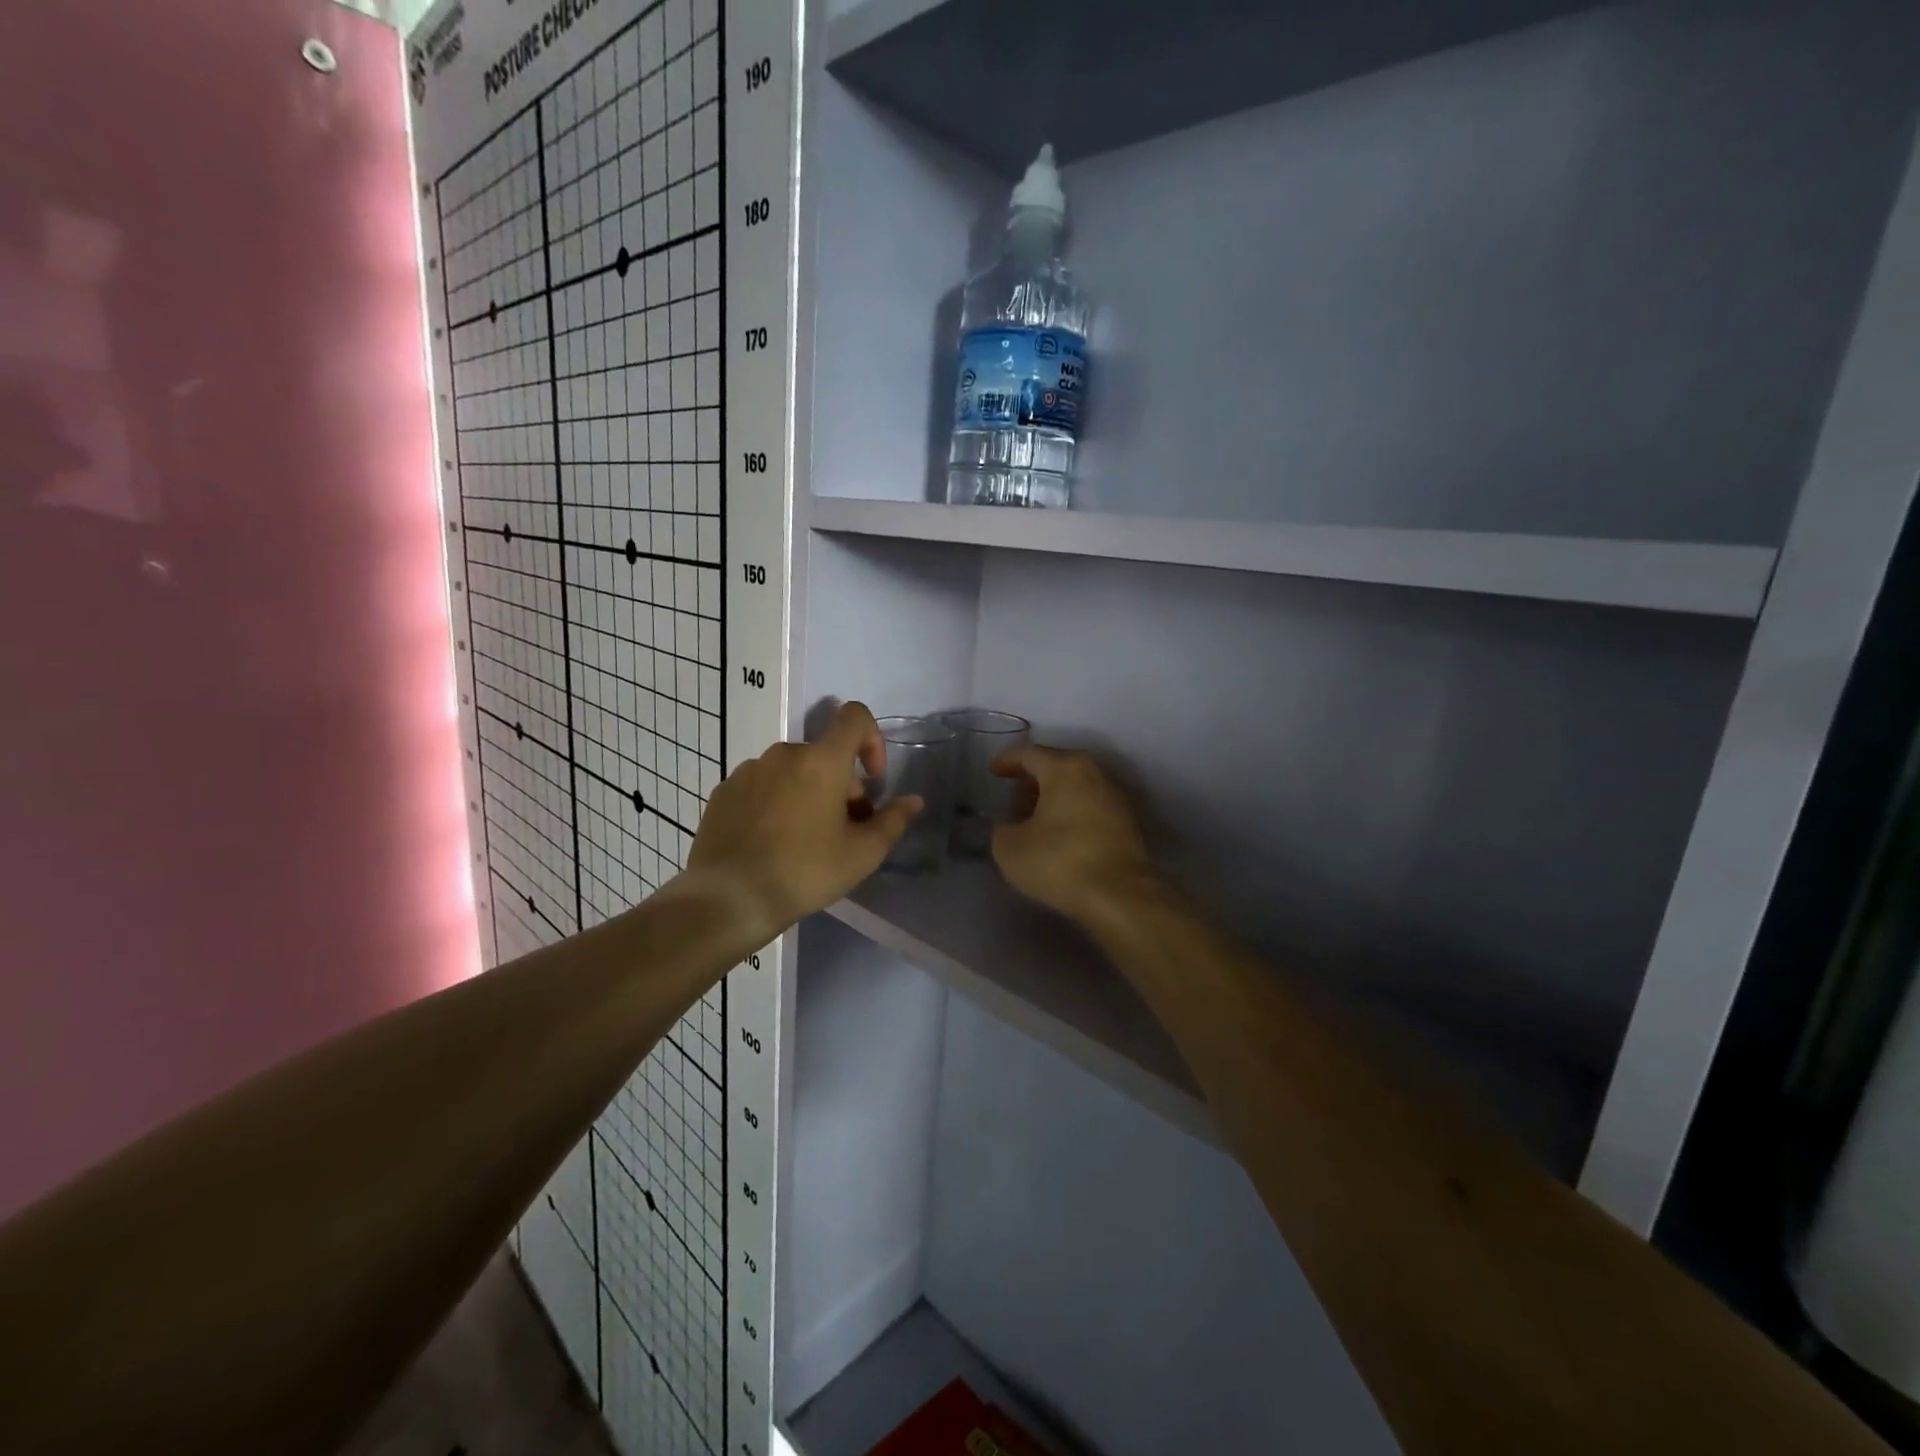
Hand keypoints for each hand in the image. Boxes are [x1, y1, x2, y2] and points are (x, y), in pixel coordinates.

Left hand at [686, 701, 920, 937]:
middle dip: (842, 785)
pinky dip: (776, 803)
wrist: (728, 898)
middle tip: (844, 830)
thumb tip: (913, 801)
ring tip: (806, 840)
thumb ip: (893, 821)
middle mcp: (783, 754)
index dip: (873, 739)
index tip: (873, 779)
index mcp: (821, 761)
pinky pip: (762, 786)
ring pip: (793, 771)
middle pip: (825, 755)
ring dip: (808, 794)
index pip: (854, 717)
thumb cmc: (804, 872)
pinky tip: (772, 843)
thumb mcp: (862, 854)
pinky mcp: (724, 792)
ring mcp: (749, 771)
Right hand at [990, 744, 1156, 924]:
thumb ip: (1001, 828)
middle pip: (1056, 766)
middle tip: (1013, 798)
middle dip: (1032, 779)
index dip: (1006, 761)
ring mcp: (1116, 795)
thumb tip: (1008, 826)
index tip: (993, 774)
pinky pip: (1091, 805)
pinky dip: (1072, 811)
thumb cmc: (1059, 862)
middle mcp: (1094, 772)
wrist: (1121, 896)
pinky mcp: (1128, 821)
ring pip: (1076, 786)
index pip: (1028, 753)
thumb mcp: (1009, 848)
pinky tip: (1060, 834)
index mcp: (1064, 768)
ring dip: (1054, 797)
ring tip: (1035, 819)